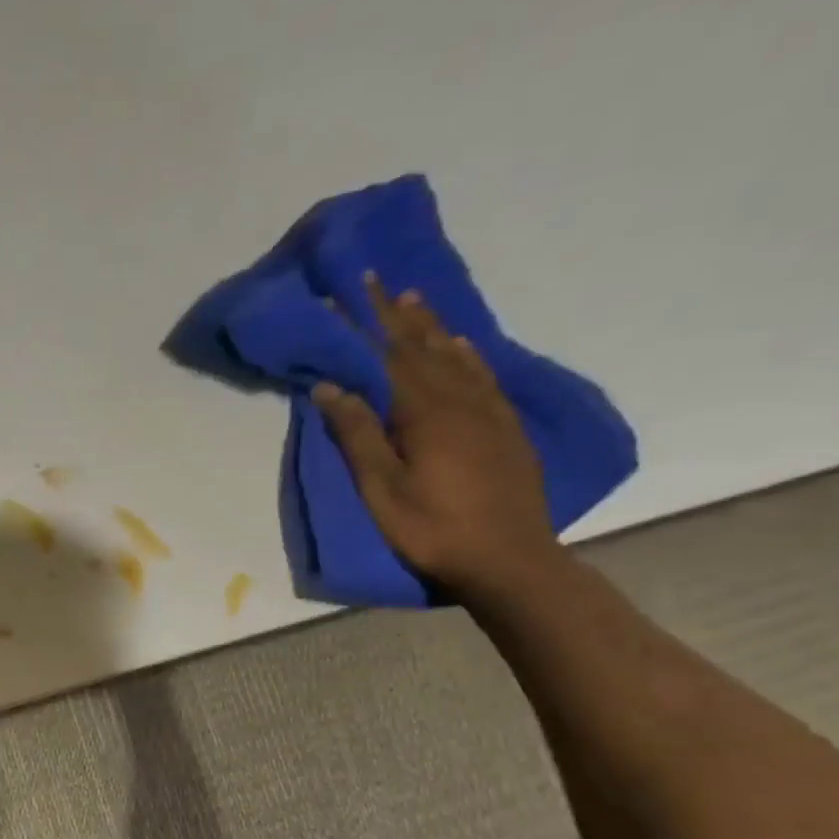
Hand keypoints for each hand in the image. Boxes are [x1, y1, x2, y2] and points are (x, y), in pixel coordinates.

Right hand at [312, 275, 561, 598]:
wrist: (508, 558)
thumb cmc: (432, 528)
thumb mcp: (382, 488)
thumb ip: (358, 434)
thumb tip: (330, 386)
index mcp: (425, 412)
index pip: (389, 355)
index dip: (366, 323)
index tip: (347, 291)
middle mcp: (460, 399)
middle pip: (423, 346)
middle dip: (397, 313)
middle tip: (378, 280)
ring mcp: (488, 411)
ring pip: (455, 355)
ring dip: (431, 326)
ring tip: (413, 300)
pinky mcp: (505, 427)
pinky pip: (483, 375)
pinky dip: (466, 353)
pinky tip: (459, 345)